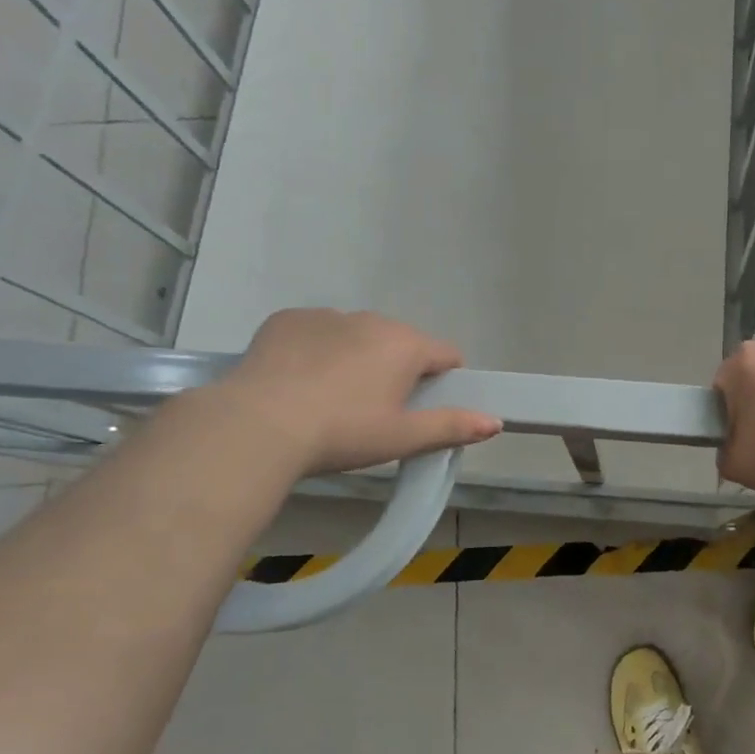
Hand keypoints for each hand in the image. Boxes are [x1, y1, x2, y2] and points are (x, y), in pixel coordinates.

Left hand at [212, 309, 501, 475]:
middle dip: (395, 369)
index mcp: (406, 345)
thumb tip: (496, 422)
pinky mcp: (288, 319)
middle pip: (399, 344)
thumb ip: (451, 426)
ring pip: (356, 336)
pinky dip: (315, 350)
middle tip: (372, 411)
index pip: (446, 355)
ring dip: (355, 357)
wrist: (258, 425)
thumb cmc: (342, 433)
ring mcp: (327, 315)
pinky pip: (316, 332)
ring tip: (329, 399)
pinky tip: (297, 382)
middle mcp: (372, 320)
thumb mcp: (401, 438)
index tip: (421, 407)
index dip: (442, 380)